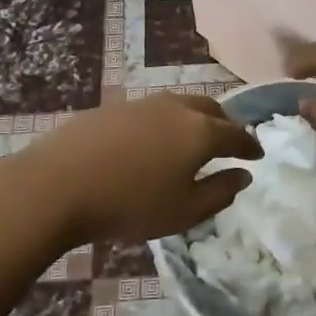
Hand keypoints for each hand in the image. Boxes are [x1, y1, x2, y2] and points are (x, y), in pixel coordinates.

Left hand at [9, 94, 261, 246]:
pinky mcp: (113, 107)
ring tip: (193, 137)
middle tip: (229, 142)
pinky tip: (154, 139)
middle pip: (211, 109)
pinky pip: (153, 110)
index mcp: (200, 132)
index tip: (257, 155)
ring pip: (181, 104)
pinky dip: (166, 121)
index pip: (236, 135)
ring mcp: (142, 103)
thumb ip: (220, 192)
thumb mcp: (184, 211)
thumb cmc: (130, 205)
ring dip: (195, 118)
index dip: (250, 146)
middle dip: (226, 124)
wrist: (57, 185)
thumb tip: (244, 176)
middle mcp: (176, 108)